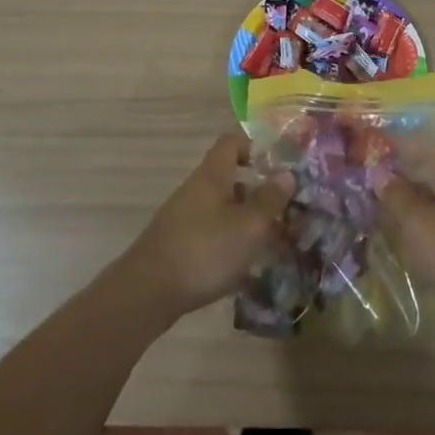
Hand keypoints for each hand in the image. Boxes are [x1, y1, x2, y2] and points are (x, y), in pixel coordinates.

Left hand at [119, 134, 294, 321]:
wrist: (148, 292)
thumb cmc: (205, 250)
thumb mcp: (249, 225)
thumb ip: (270, 199)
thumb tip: (286, 173)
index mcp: (212, 175)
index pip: (232, 142)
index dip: (255, 146)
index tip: (278, 165)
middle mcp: (196, 189)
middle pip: (230, 178)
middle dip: (258, 192)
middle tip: (285, 210)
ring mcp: (184, 217)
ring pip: (223, 209)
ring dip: (247, 221)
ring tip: (273, 243)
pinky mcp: (179, 244)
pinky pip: (212, 233)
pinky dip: (231, 243)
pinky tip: (246, 270)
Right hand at [377, 145, 434, 322]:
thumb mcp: (418, 224)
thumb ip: (397, 197)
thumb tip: (381, 175)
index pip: (428, 146)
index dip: (402, 145)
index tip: (377, 151)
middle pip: (434, 174)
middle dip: (405, 179)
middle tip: (374, 186)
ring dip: (416, 206)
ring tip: (387, 215)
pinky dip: (429, 228)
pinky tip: (412, 243)